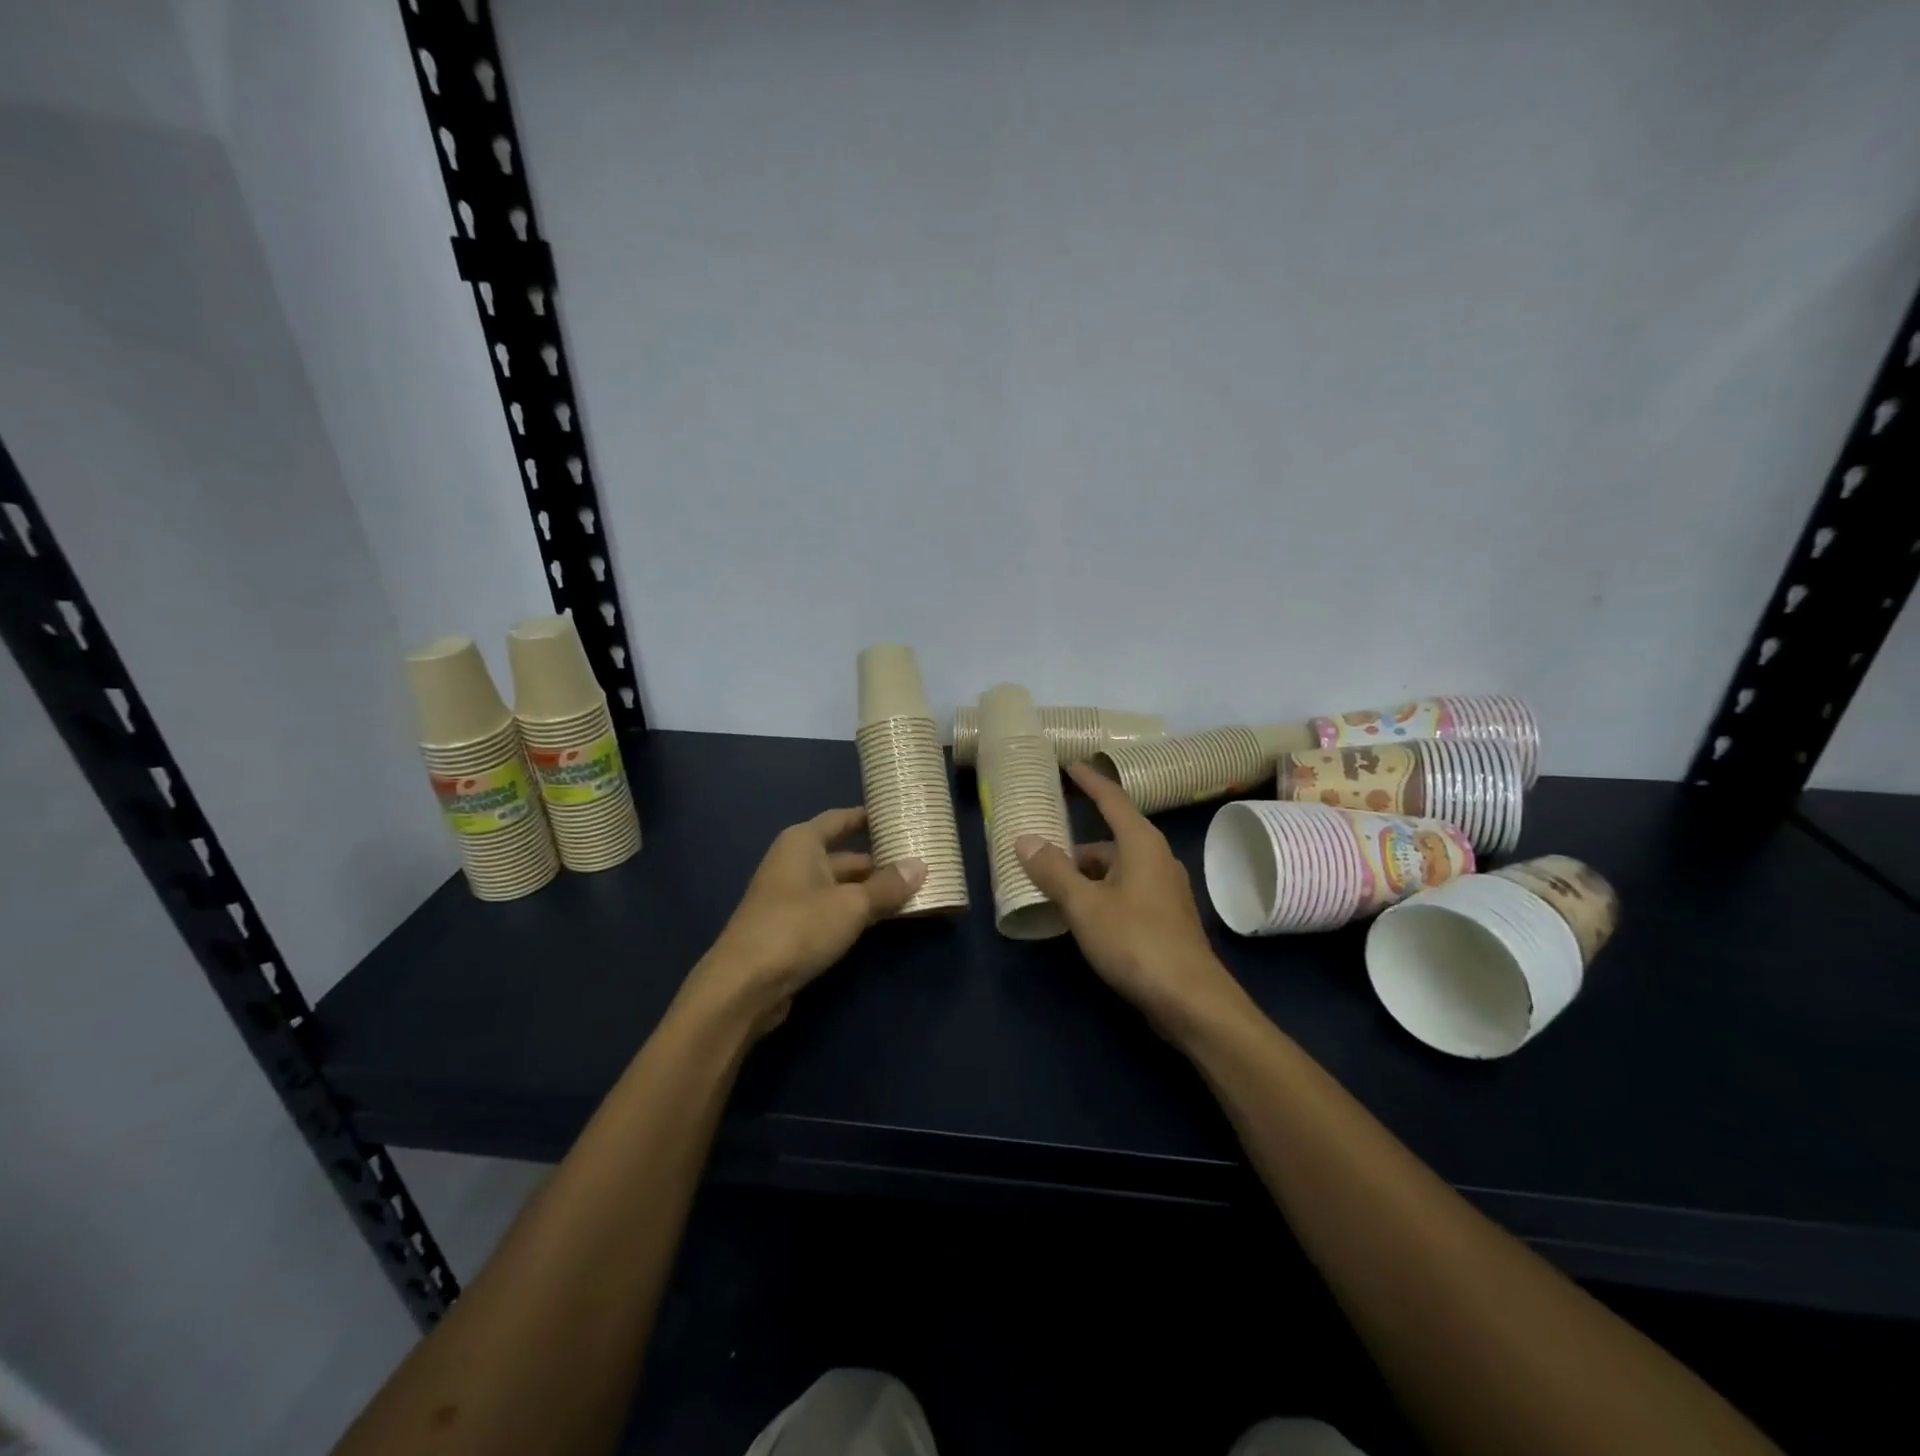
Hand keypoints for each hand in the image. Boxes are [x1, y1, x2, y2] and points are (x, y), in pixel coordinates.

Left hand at [683, 808, 924, 1038]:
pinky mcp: (792, 929)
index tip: (897, 817)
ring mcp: (791, 898)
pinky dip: (855, 912)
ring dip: (870, 890)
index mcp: (802, 843)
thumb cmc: (798, 927)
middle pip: (843, 856)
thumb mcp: (852, 905)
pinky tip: (882, 919)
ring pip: (839, 886)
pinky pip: (831, 910)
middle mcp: (794, 863)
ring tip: (911, 891)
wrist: (745, 984)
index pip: (840, 819)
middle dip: (878, 861)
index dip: (867, 817)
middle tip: (919, 862)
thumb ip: (887, 886)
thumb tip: (920, 866)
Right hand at [1018, 763, 1246, 1043]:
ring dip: (1087, 873)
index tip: (1069, 764)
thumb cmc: (1136, 941)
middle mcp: (1157, 859)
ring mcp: (1165, 890)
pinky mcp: (1166, 918)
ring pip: (1118, 868)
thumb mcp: (1084, 905)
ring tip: (1054, 886)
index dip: (1089, 780)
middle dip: (1077, 843)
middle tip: (1043, 847)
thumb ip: (1053, 871)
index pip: (1111, 799)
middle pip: (1112, 837)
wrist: (1191, 1000)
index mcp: (1141, 844)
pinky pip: (1126, 890)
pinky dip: (1102, 893)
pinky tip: (1082, 914)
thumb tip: (1025, 839)